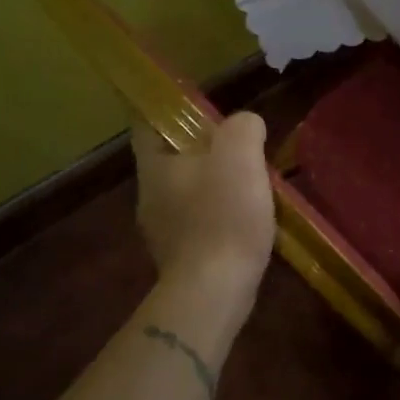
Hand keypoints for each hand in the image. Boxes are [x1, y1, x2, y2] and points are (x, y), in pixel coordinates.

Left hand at [132, 113, 276, 288]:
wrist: (214, 293)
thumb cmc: (223, 216)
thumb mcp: (240, 155)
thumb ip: (243, 128)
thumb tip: (246, 126)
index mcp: (155, 166)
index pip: (146, 123)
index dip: (168, 110)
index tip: (198, 106)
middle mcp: (150, 196)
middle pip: (173, 159)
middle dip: (204, 150)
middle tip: (241, 146)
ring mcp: (164, 231)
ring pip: (190, 192)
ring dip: (217, 185)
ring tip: (253, 184)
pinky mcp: (183, 258)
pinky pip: (202, 222)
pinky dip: (223, 216)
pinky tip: (250, 220)